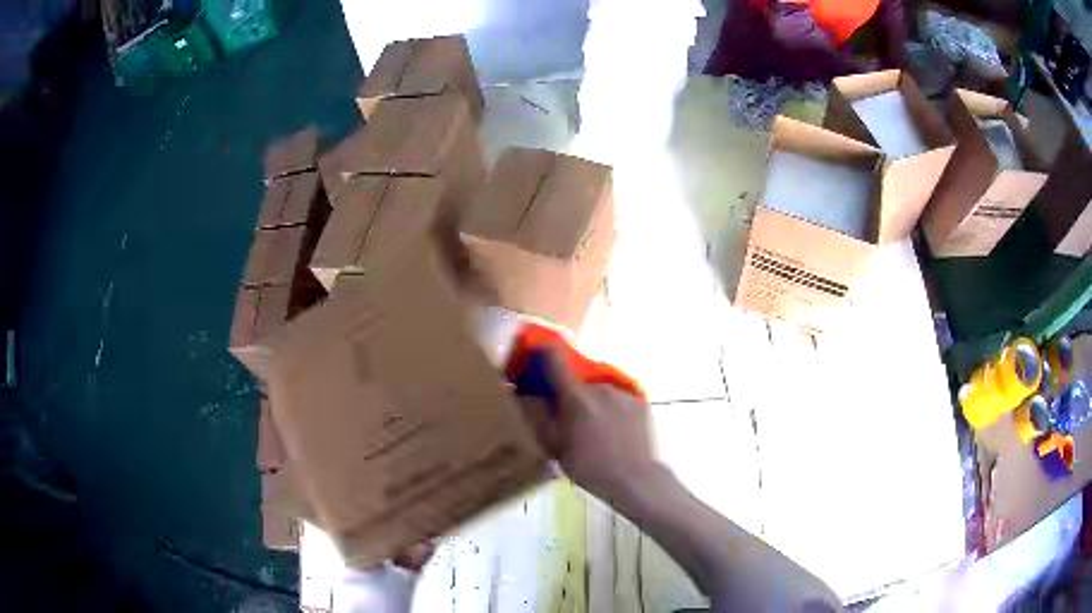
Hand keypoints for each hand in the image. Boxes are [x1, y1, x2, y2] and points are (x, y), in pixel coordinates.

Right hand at [519, 349, 661, 504]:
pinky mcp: (639, 401)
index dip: (543, 353)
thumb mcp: (555, 447)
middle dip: (570, 395)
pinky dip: (611, 409)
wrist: (634, 479)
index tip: (536, 356)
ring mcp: (623, 393)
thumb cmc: (589, 467)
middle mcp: (600, 387)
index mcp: (576, 397)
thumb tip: (524, 396)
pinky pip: (617, 399)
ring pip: (598, 391)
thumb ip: (539, 418)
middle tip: (569, 420)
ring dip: (592, 403)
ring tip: (595, 430)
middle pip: (578, 382)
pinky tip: (613, 432)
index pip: (555, 359)